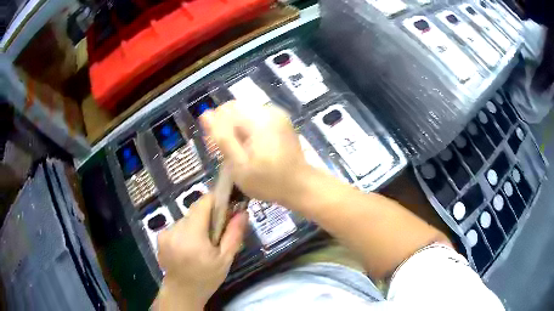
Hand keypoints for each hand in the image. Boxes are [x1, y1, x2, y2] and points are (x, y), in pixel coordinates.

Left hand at [155, 194, 246, 309]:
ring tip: (202, 244)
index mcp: (192, 235)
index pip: (203, 203)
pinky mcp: (160, 237)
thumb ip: (234, 234)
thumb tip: (243, 212)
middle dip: (207, 217)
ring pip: (186, 219)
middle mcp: (175, 229)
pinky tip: (189, 247)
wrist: (182, 292)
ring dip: (196, 225)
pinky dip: (186, 232)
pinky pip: (177, 226)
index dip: (216, 201)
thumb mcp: (225, 259)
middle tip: (217, 233)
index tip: (226, 208)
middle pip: (195, 211)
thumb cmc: (207, 277)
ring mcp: (165, 233)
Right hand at [200, 101, 312, 204]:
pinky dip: (248, 131)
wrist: (300, 186)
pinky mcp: (281, 121)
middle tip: (227, 153)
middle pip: (235, 110)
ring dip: (236, 130)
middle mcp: (269, 111)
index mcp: (259, 119)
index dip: (215, 126)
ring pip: (244, 114)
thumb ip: (222, 138)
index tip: (216, 147)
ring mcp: (277, 115)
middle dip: (226, 128)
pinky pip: (255, 119)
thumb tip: (205, 115)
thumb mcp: (239, 165)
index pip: (225, 109)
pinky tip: (250, 149)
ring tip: (238, 152)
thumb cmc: (268, 181)